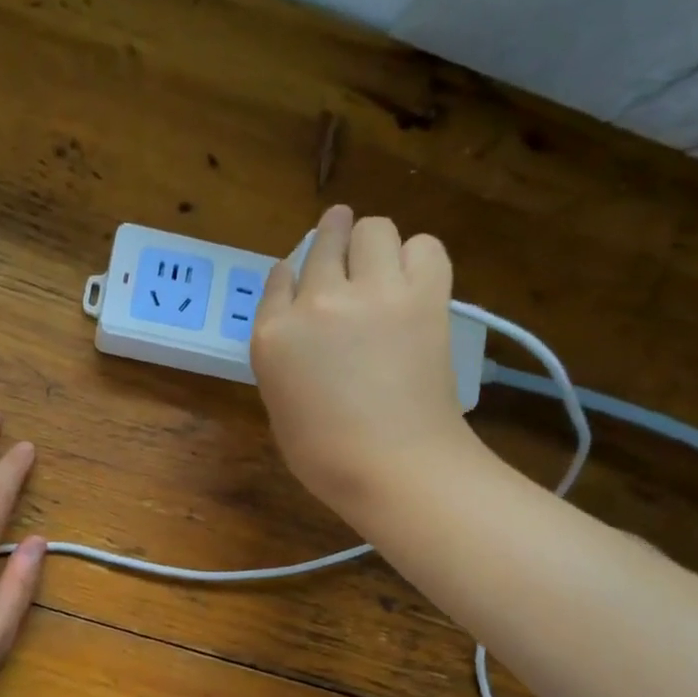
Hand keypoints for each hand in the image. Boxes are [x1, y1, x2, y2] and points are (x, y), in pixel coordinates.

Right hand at [251, 206, 480, 523]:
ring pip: (374, 229)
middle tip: (347, 256)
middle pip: (325, 240)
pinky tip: (414, 283)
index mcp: (273, 335)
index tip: (305, 284)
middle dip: (334, 242)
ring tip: (383, 271)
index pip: (278, 278)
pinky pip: (424, 246)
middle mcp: (316, 301)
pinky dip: (419, 259)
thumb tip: (304, 328)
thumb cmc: (327, 456)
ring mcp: (372, 292)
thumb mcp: (280, 403)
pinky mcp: (424, 295)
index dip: (295, 276)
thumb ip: (285, 356)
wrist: (394, 467)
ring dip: (375, 245)